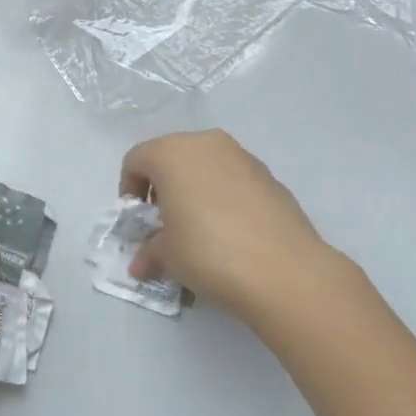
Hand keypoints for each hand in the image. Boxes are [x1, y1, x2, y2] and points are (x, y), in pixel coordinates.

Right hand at [119, 130, 368, 334]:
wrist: (286, 271)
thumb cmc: (208, 252)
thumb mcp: (166, 255)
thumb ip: (149, 251)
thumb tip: (141, 265)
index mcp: (170, 153)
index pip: (136, 161)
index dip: (129, 190)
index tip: (139, 220)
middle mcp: (205, 144)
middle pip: (171, 158)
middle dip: (163, 187)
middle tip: (166, 222)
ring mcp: (242, 157)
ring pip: (204, 166)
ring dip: (194, 190)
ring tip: (200, 229)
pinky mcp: (270, 176)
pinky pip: (233, 180)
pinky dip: (223, 197)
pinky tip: (231, 232)